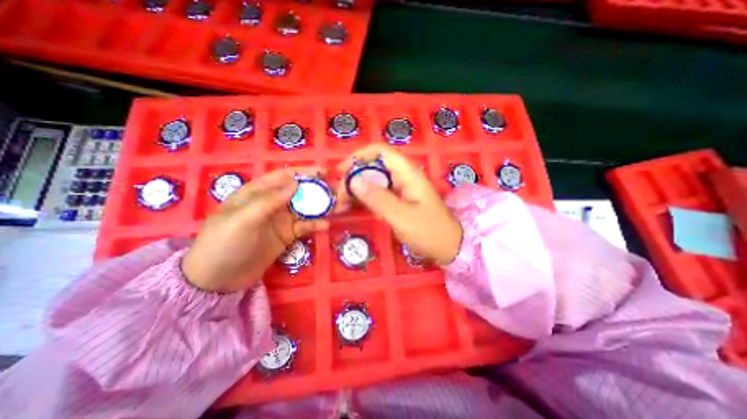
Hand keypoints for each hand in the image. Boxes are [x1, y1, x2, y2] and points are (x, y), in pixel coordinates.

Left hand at [179, 166, 328, 290]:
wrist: (218, 280)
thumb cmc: (224, 243)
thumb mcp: (243, 219)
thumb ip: (270, 200)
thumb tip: (296, 183)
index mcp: (257, 193)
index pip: (283, 176)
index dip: (303, 172)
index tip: (323, 172)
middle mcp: (271, 203)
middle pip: (298, 191)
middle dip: (317, 189)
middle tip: (336, 190)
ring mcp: (280, 220)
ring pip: (305, 208)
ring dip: (320, 207)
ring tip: (338, 207)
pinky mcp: (287, 235)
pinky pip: (304, 227)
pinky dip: (315, 225)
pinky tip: (325, 226)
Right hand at [334, 146, 460, 264]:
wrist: (448, 247)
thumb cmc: (429, 232)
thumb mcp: (401, 217)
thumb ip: (378, 198)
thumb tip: (354, 181)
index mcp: (407, 173)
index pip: (380, 152)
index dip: (359, 156)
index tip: (341, 171)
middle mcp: (403, 177)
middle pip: (374, 166)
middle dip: (354, 177)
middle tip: (339, 196)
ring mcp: (401, 189)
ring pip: (374, 181)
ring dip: (356, 189)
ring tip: (341, 204)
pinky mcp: (399, 200)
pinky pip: (378, 193)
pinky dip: (364, 198)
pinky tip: (353, 207)